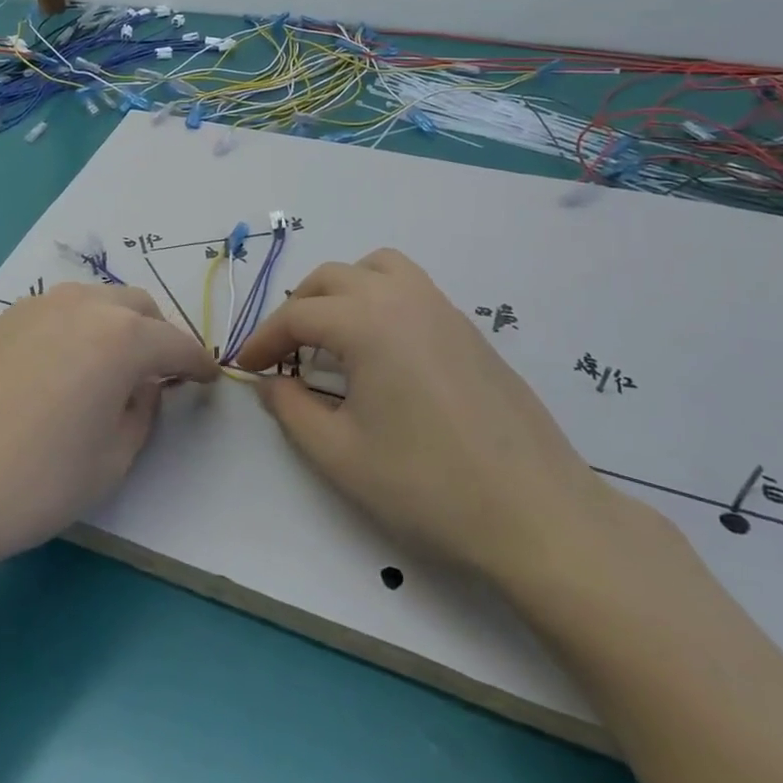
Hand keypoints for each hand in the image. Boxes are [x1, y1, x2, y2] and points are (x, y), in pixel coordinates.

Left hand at [0, 283, 216, 576]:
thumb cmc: (33, 483)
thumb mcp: (111, 461)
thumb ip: (142, 414)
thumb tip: (143, 387)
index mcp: (120, 337)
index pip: (175, 343)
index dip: (197, 362)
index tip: (207, 378)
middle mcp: (81, 307)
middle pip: (137, 308)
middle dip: (158, 336)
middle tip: (159, 374)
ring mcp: (36, 307)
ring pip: (95, 303)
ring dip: (117, 326)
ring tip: (111, 368)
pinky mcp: (0, 319)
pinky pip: (57, 313)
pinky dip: (78, 330)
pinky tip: (62, 368)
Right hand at [233, 248, 616, 593]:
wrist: (537, 513)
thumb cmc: (428, 486)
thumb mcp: (340, 455)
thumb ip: (291, 410)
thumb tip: (271, 382)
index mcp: (367, 322)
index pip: (297, 315)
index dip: (263, 339)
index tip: (246, 367)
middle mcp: (403, 298)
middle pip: (332, 278)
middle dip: (297, 309)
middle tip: (283, 353)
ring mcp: (442, 308)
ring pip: (377, 269)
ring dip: (342, 291)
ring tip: (332, 336)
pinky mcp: (468, 328)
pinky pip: (410, 288)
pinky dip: (379, 299)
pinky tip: (382, 352)